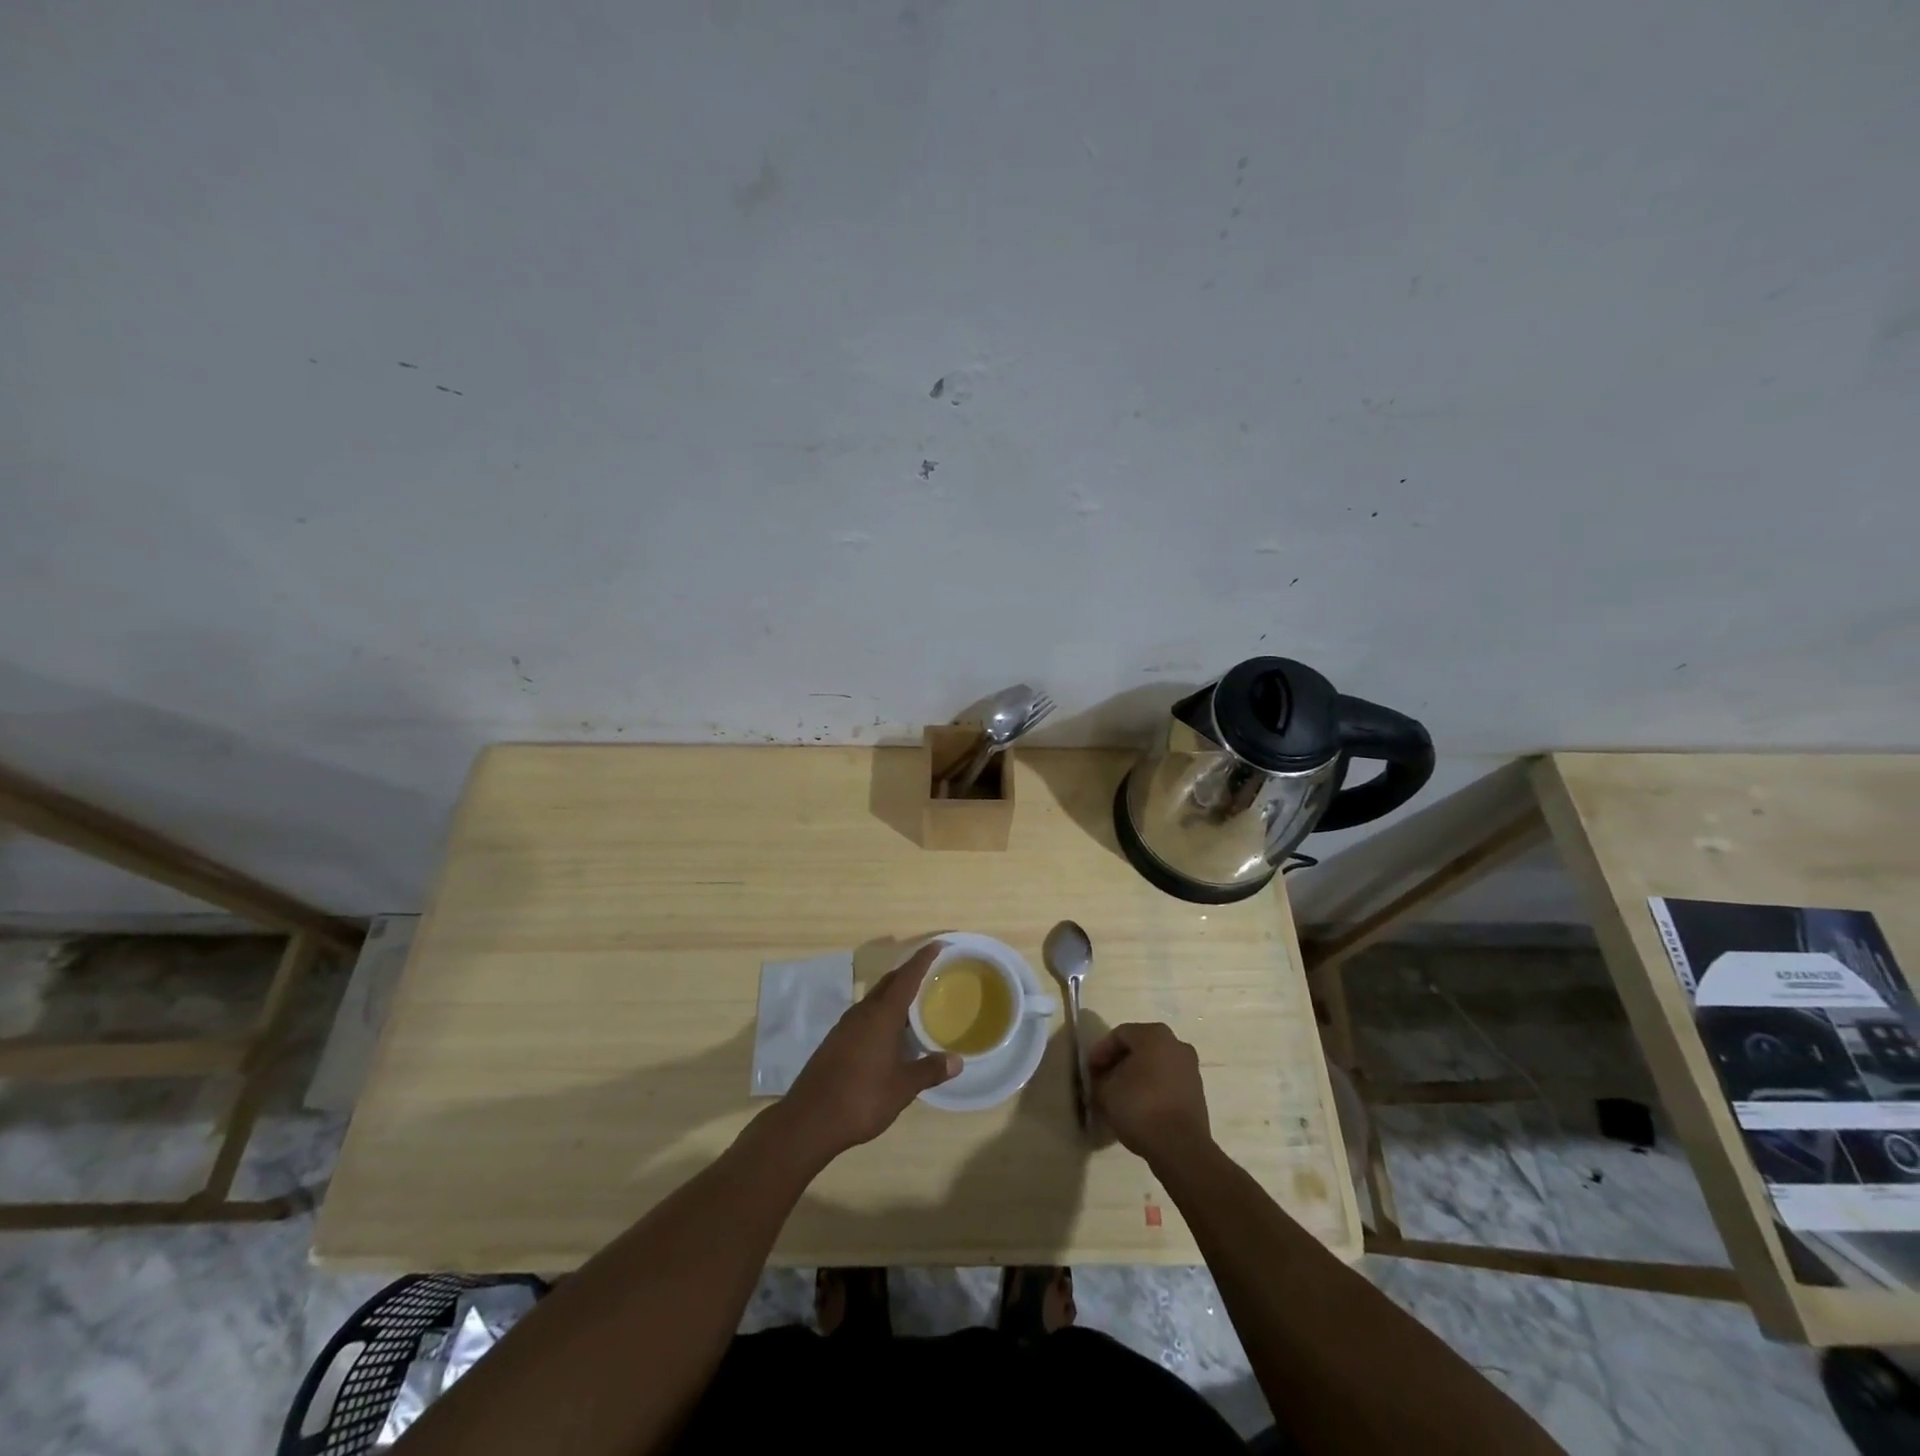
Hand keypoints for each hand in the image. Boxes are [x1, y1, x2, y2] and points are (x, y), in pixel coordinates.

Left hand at [778, 945, 958, 1162]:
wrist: (809, 1121)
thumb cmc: (861, 1099)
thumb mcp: (902, 1088)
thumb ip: (929, 1070)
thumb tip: (957, 1060)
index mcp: (881, 1016)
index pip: (906, 977)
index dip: (923, 959)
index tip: (938, 944)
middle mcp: (862, 1013)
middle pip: (889, 983)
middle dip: (909, 973)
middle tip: (932, 972)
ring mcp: (845, 1026)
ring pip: (875, 999)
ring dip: (894, 995)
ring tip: (915, 1002)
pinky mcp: (836, 1041)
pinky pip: (865, 1015)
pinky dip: (882, 1013)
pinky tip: (890, 1032)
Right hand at [1087, 1022, 1211, 1166]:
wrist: (1180, 1147)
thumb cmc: (1140, 1106)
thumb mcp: (1105, 1091)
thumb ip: (1099, 1078)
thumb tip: (1102, 1080)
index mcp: (1154, 1034)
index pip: (1119, 1035)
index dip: (1100, 1052)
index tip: (1089, 1071)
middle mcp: (1176, 1044)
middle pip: (1139, 1047)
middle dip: (1118, 1063)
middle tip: (1102, 1080)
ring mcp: (1190, 1068)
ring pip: (1154, 1065)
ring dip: (1135, 1076)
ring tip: (1119, 1096)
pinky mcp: (1197, 1092)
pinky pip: (1167, 1082)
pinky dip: (1151, 1089)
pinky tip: (1138, 1107)